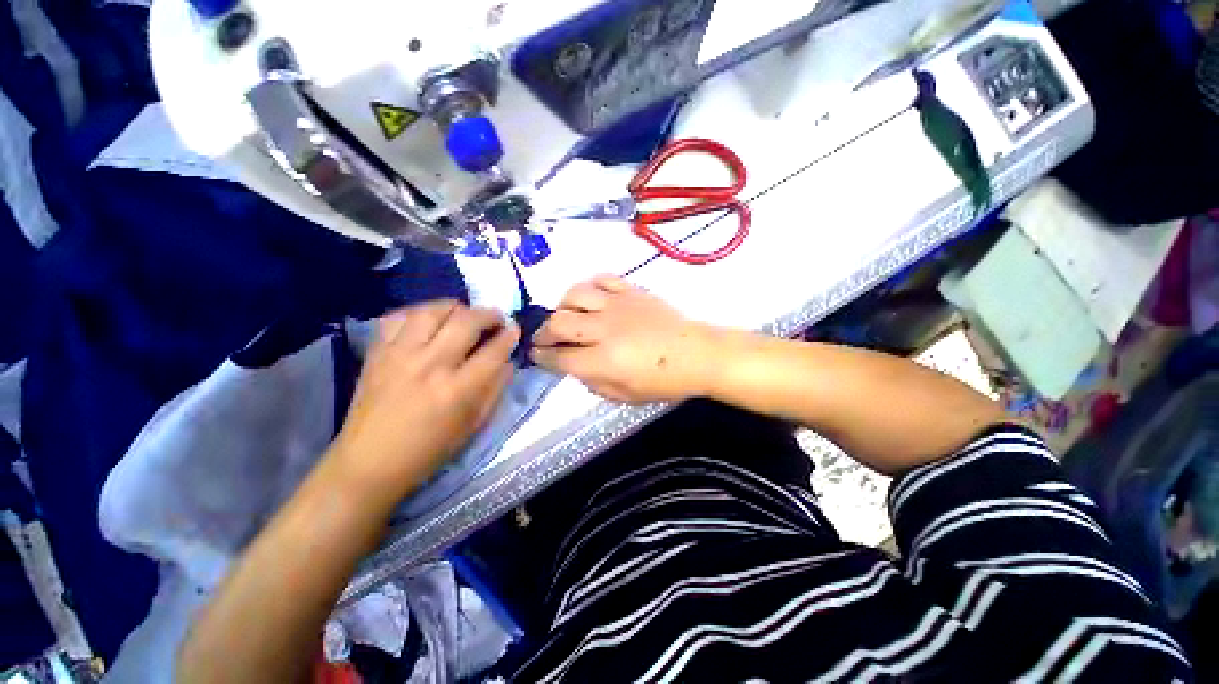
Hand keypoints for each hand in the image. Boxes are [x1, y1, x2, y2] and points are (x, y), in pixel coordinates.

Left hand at [332, 300, 518, 493]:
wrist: (368, 463)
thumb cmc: (428, 450)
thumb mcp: (472, 426)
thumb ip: (494, 390)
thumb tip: (507, 362)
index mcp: (457, 389)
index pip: (493, 351)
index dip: (509, 336)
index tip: (515, 330)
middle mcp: (431, 364)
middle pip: (466, 322)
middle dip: (488, 314)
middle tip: (496, 318)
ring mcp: (400, 355)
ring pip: (432, 311)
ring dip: (455, 307)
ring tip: (464, 315)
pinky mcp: (377, 353)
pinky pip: (398, 317)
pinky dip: (417, 313)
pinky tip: (428, 321)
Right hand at [530, 275, 715, 402]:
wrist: (696, 354)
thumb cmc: (663, 381)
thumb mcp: (624, 396)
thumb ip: (593, 382)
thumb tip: (574, 366)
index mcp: (604, 360)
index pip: (559, 356)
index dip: (541, 357)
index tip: (535, 355)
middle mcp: (605, 329)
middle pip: (559, 322)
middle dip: (543, 332)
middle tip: (544, 338)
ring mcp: (618, 305)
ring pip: (574, 295)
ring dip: (563, 306)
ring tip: (567, 316)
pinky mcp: (631, 290)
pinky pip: (601, 278)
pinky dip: (589, 287)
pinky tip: (590, 298)